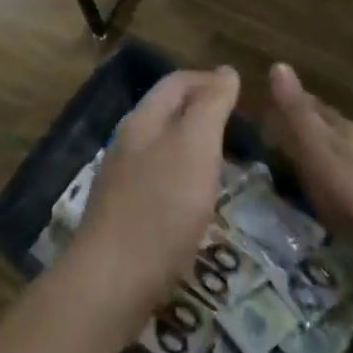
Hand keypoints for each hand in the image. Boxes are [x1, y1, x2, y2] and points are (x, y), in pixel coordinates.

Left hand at [69, 67, 238, 330]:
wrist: (112, 282)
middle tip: (237, 123)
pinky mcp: (124, 215)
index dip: (208, 79)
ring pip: (162, 147)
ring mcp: (122, 180)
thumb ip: (210, 106)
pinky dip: (183, 176)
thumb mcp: (195, 146)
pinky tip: (197, 199)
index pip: (176, 82)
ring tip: (224, 158)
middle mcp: (128, 143)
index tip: (241, 91)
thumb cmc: (161, 207)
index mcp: (143, 120)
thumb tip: (225, 71)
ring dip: (192, 144)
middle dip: (200, 109)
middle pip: (166, 112)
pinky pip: (158, 180)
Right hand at [267, 63, 352, 258]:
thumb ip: (298, 114)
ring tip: (302, 169)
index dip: (289, 105)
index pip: (311, 107)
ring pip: (344, 155)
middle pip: (329, 129)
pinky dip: (340, 184)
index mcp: (340, 129)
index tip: (267, 106)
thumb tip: (278, 64)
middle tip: (278, 136)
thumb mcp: (320, 151)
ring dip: (324, 157)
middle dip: (306, 129)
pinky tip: (336, 199)